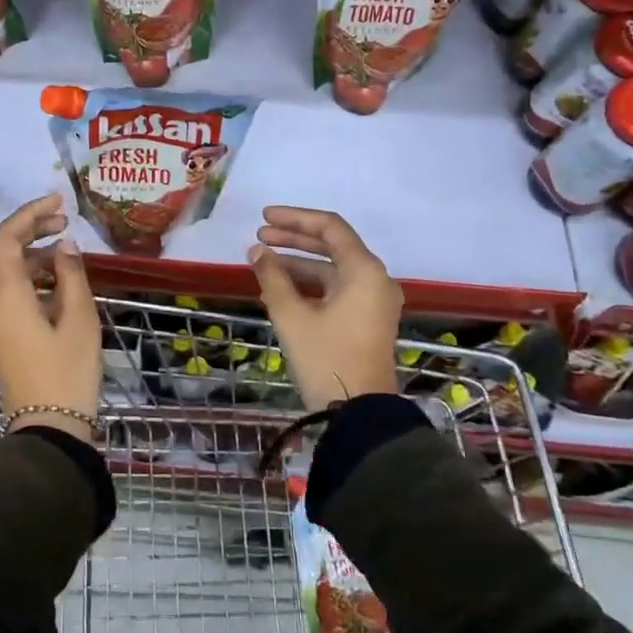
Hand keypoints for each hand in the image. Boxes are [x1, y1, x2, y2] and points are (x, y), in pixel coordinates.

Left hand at [0, 194, 102, 439]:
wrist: (48, 428)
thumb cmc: (69, 372)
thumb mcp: (79, 319)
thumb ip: (71, 274)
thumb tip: (64, 244)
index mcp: (6, 296)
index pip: (5, 238)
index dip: (29, 213)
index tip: (59, 201)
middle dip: (26, 228)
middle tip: (61, 219)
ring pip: (0, 270)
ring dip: (28, 251)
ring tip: (66, 247)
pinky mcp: (0, 333)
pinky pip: (6, 290)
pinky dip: (27, 274)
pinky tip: (57, 278)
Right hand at [248, 207, 402, 409]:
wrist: (358, 414)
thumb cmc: (325, 358)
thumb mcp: (292, 316)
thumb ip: (272, 277)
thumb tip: (256, 251)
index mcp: (364, 270)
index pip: (330, 227)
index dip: (294, 219)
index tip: (263, 218)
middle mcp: (375, 279)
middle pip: (333, 245)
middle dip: (294, 239)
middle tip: (259, 237)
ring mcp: (374, 301)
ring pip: (333, 269)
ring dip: (299, 263)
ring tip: (263, 263)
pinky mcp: (368, 320)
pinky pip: (338, 289)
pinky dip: (310, 285)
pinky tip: (280, 289)